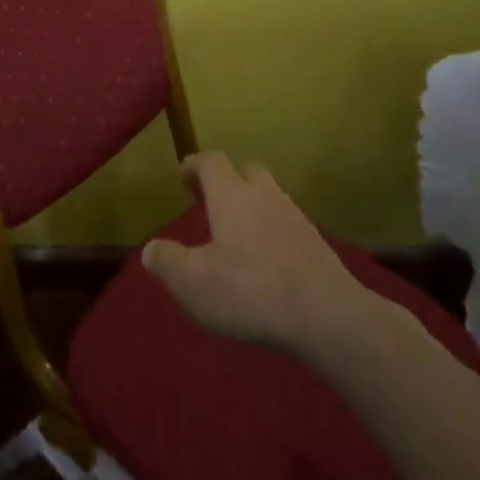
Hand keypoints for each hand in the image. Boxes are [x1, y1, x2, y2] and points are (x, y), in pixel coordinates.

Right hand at [141, 152, 372, 358]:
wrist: (328, 316)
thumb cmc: (249, 291)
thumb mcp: (193, 282)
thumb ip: (168, 262)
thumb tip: (151, 249)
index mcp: (231, 195)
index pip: (211, 162)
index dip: (195, 165)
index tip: (184, 175)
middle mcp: (264, 196)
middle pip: (247, 171)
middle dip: (229, 180)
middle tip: (213, 201)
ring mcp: (296, 218)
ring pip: (271, 197)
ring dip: (253, 206)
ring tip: (239, 234)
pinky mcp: (317, 245)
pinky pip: (288, 225)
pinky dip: (274, 232)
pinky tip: (268, 261)